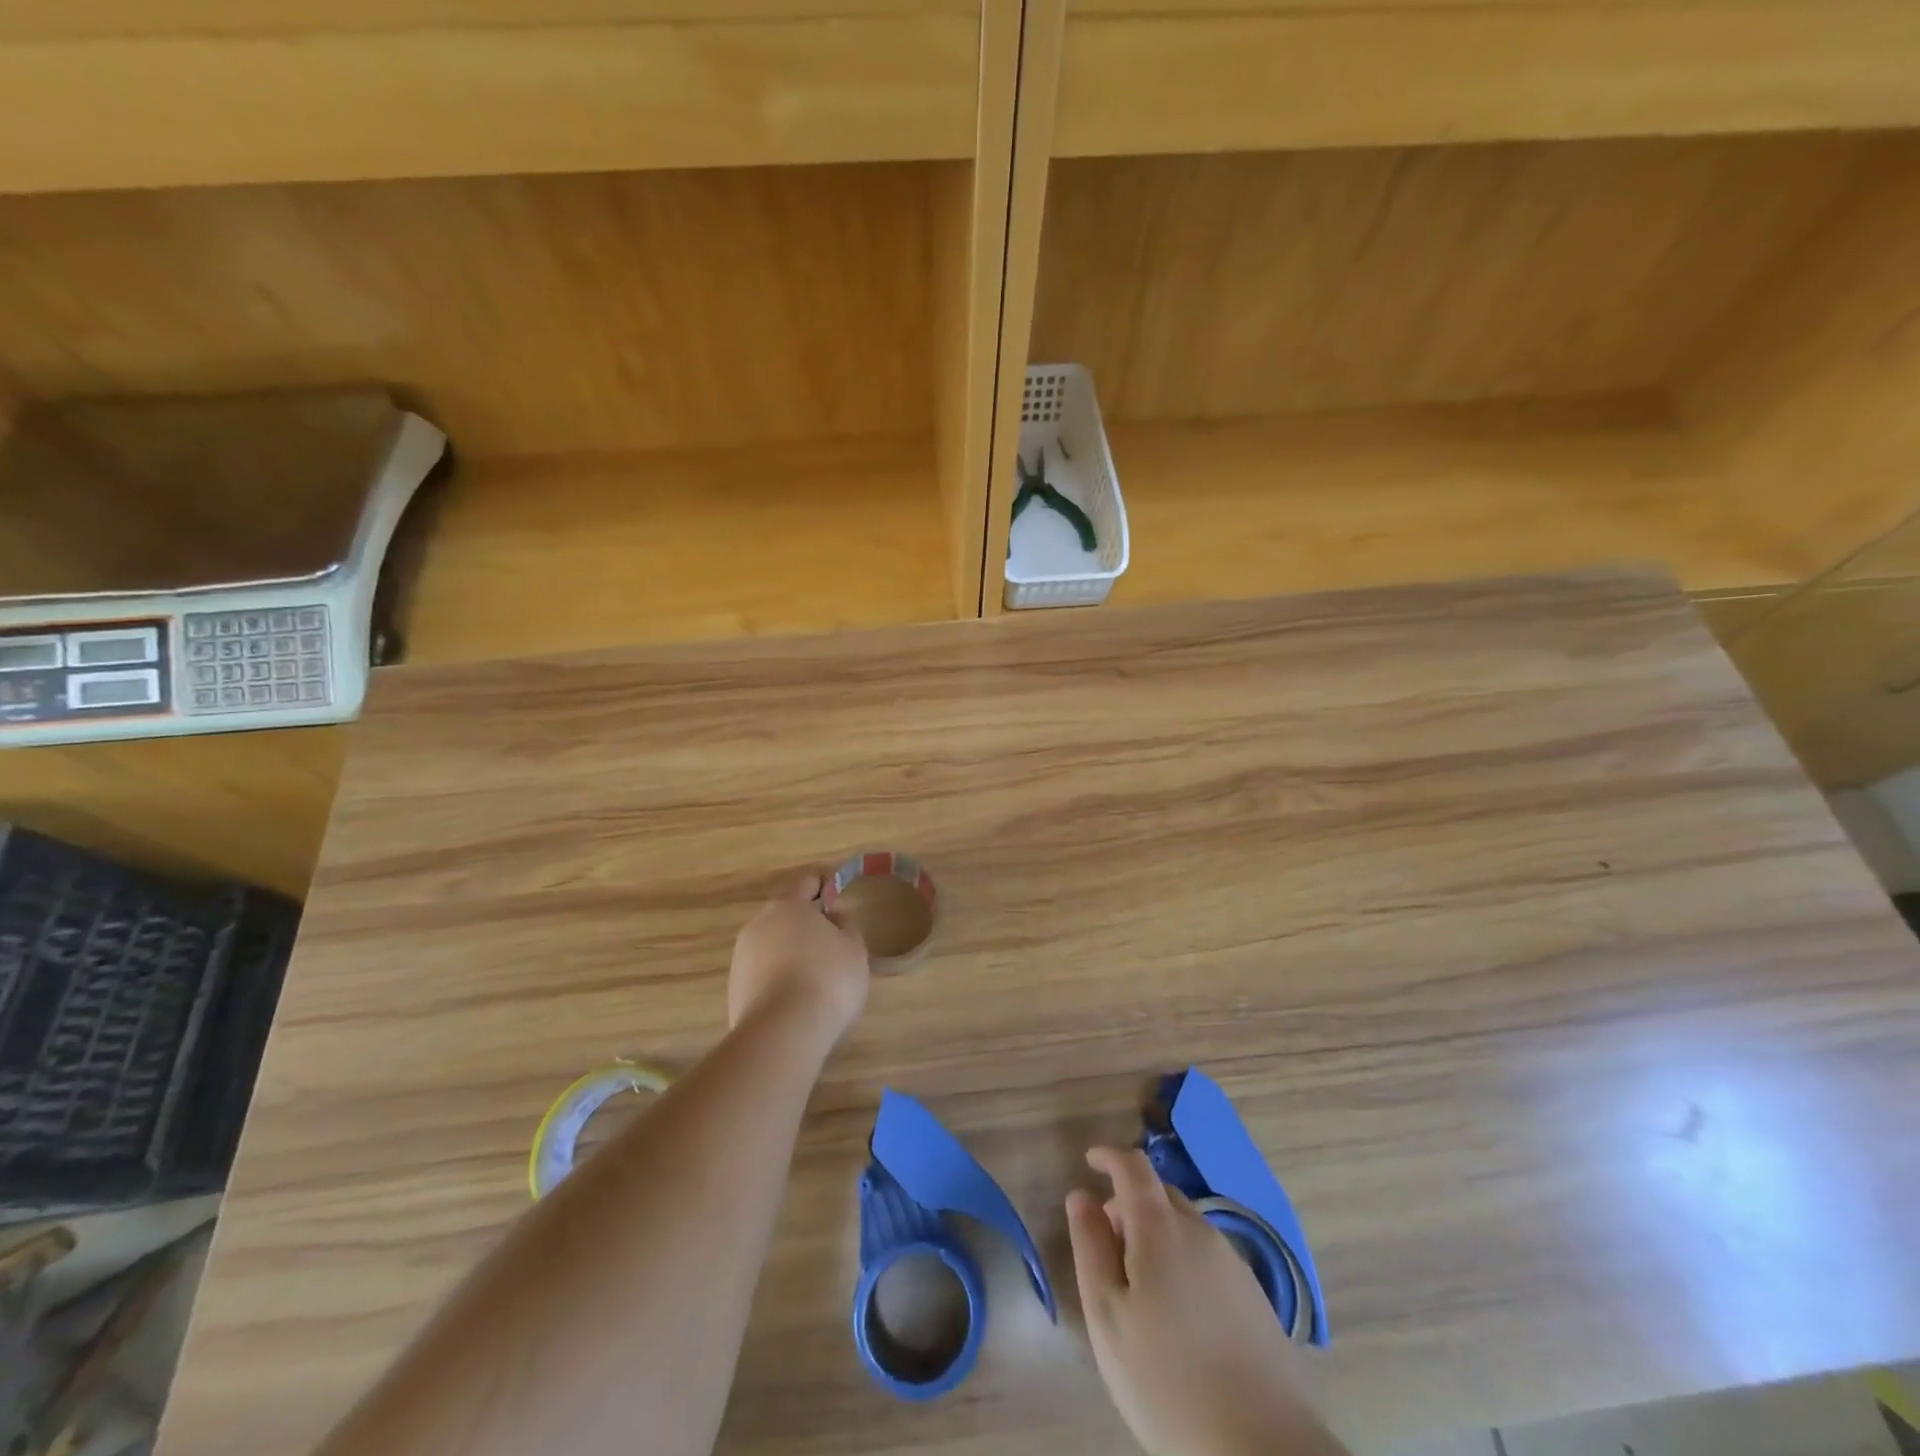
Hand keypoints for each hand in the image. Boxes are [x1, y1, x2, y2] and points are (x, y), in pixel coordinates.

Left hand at [727, 876, 869, 1045]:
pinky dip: (778, 978)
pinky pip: (762, 973)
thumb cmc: (828, 978)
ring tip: (814, 976)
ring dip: (789, 952)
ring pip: (771, 945)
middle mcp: (758, 924)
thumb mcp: (854, 948)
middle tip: (830, 943)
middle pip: (784, 914)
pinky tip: (796, 998)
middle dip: (804, 923)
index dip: (822, 889)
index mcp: (788, 905)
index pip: (805, 884)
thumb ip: (846, 924)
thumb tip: (833, 914)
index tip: (837, 902)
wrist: (783, 1032)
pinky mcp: (735, 990)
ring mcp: (742, 958)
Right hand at [1066, 1148, 1345, 1455]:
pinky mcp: (1257, 1299)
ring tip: (1141, 1286)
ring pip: (1187, 1227)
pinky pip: (1209, 1257)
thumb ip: (1091, 1247)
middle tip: (1108, 1242)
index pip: (1134, 1167)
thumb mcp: (1108, 1316)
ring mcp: (1234, 1264)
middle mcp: (1201, 1232)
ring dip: (1158, 1233)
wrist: (1265, 1451)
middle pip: (1161, 1194)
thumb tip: (1081, 1195)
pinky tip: (1180, 1313)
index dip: (1109, 1157)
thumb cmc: (1168, 1382)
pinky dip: (1184, 1260)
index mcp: (1161, 1228)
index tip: (1090, 1161)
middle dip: (1130, 1202)